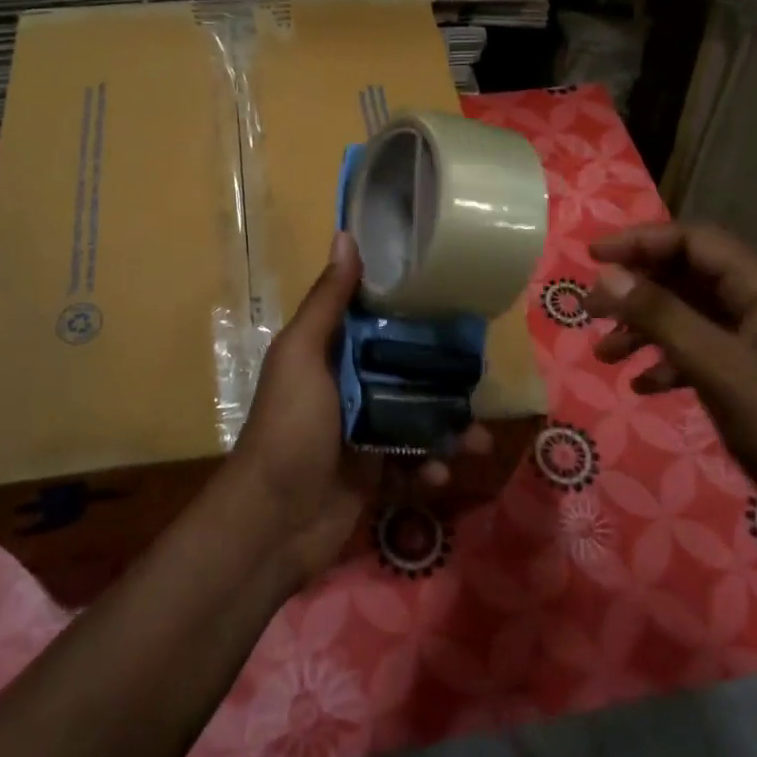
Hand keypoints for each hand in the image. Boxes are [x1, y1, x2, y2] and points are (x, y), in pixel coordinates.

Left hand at [229, 230, 489, 584]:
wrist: (274, 521)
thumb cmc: (289, 427)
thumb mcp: (302, 355)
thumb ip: (327, 302)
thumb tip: (345, 235)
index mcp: (330, 352)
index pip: (378, 321)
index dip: (413, 312)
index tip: (455, 303)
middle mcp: (349, 386)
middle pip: (407, 371)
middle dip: (445, 377)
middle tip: (481, 380)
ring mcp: (364, 432)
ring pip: (419, 418)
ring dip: (450, 428)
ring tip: (476, 439)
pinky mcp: (376, 473)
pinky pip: (414, 463)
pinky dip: (431, 468)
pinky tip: (438, 474)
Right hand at [584, 222, 756, 553]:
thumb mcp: (718, 368)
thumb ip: (662, 317)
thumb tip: (608, 274)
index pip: (695, 241)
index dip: (641, 241)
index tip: (592, 259)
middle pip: (687, 276)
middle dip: (636, 289)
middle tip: (589, 309)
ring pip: (688, 316)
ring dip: (644, 329)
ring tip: (605, 354)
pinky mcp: (751, 377)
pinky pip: (698, 352)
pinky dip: (665, 362)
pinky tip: (641, 387)